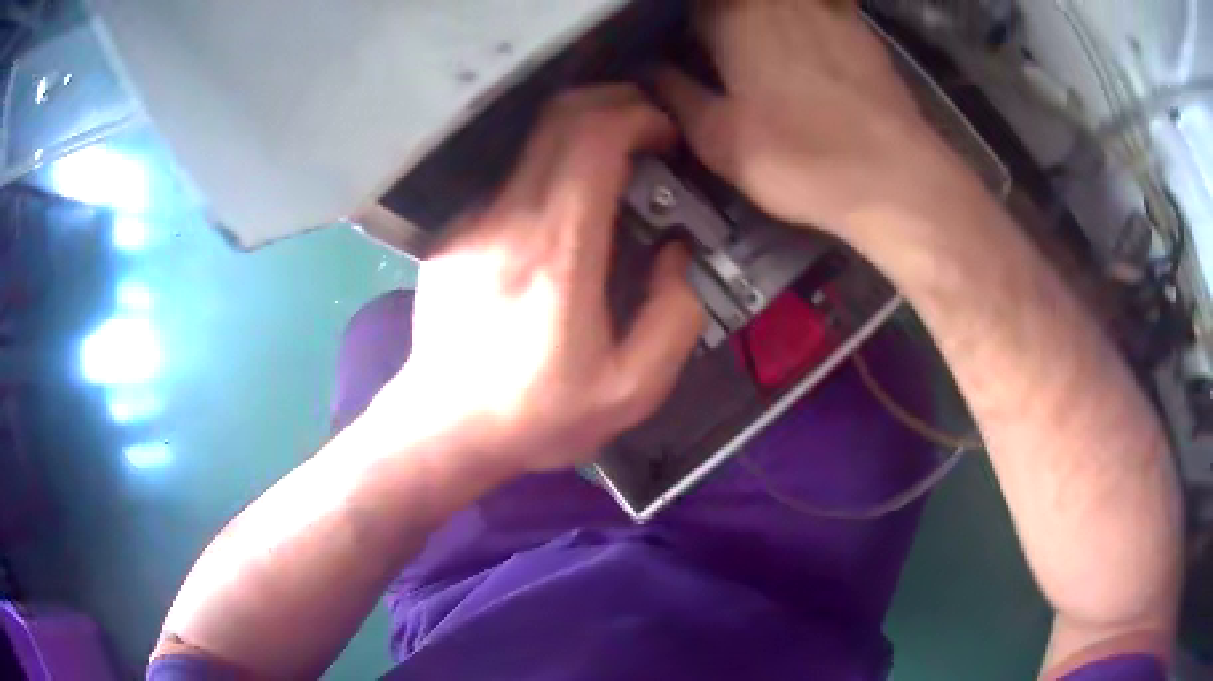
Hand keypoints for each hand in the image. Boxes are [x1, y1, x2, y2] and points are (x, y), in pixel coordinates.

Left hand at [372, 86, 703, 472]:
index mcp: (559, 251)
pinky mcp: (454, 233)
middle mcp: (509, 218)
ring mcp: (474, 221)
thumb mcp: (631, 390)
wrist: (444, 428)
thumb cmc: (537, 415)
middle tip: (649, 135)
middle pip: (559, 119)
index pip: (592, 138)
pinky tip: (563, 221)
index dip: (637, 116)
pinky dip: (549, 177)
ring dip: (582, 139)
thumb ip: (674, 317)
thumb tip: (674, 254)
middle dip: (614, 107)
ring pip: (533, 144)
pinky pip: (511, 182)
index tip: (665, 134)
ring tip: (615, 174)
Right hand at [657, 0, 987, 235]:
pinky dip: (810, 23)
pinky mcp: (863, 30)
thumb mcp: (716, 138)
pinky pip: (824, 11)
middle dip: (725, 24)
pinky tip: (813, 55)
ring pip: (783, 6)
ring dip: (768, 21)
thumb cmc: (795, 157)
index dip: (686, 33)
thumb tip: (653, 72)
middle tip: (729, 64)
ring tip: (772, 67)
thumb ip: (676, 96)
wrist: (891, 177)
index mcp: (732, 15)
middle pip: (738, 3)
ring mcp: (826, 9)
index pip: (690, 9)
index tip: (688, 57)